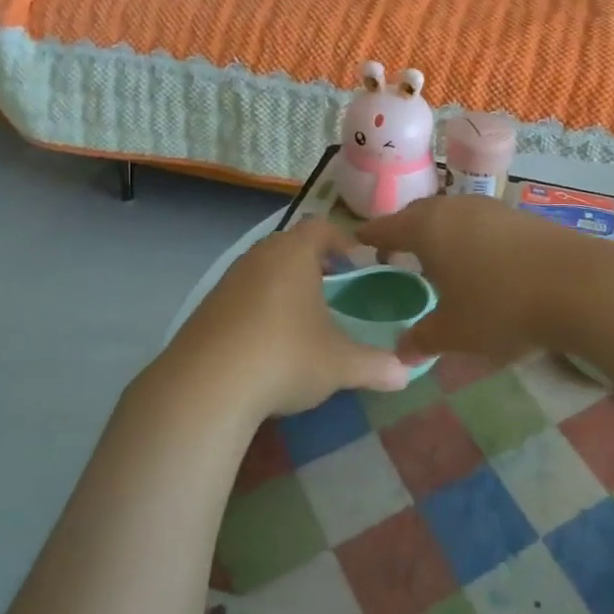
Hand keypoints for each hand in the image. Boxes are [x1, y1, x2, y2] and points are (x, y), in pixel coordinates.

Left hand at [162, 219, 410, 421]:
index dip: (345, 242)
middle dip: (316, 264)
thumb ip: (376, 365)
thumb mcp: (340, 364)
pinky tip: (268, 341)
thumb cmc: (285, 357)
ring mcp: (229, 280)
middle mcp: (260, 256)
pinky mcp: (207, 307)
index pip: (323, 228)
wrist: (206, 386)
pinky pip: (243, 295)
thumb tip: (407, 373)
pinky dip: (260, 307)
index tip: (361, 264)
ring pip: (265, 270)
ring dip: (286, 285)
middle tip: (336, 289)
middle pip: (292, 245)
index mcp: (294, 253)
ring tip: (304, 317)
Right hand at [357, 196, 588, 366]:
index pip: (387, 227)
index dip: (370, 236)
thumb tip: (401, 351)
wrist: (578, 285)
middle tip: (396, 254)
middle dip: (405, 232)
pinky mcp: (521, 216)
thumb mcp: (454, 333)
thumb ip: (422, 339)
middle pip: (420, 215)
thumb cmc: (500, 306)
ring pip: (453, 216)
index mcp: (428, 228)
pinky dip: (469, 238)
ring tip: (438, 260)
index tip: (357, 241)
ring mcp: (491, 208)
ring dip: (441, 234)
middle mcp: (455, 208)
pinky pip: (480, 223)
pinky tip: (479, 262)